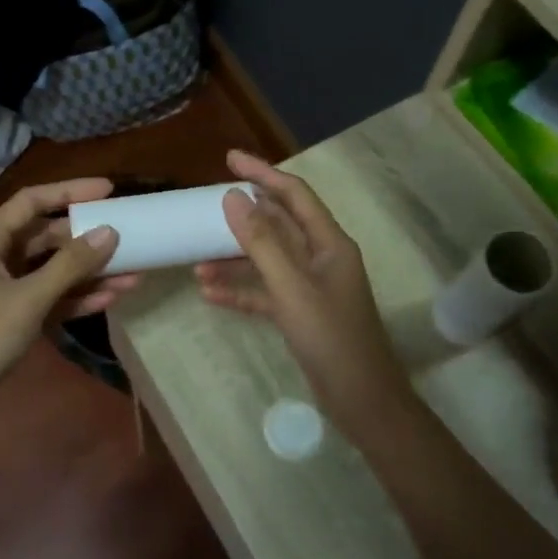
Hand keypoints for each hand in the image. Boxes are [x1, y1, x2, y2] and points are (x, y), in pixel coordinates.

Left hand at [0, 178, 136, 429]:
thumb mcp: (27, 300)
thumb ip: (69, 266)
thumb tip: (109, 232)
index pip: (31, 202)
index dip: (69, 192)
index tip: (108, 190)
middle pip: (46, 238)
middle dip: (87, 240)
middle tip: (128, 237)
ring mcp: (3, 291)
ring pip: (52, 272)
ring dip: (89, 274)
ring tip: (133, 274)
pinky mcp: (11, 319)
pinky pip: (49, 300)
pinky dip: (76, 299)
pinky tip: (110, 299)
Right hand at [194, 150, 410, 428]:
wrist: (361, 399)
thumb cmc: (330, 337)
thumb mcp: (291, 287)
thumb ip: (261, 242)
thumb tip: (232, 197)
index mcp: (329, 243)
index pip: (294, 195)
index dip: (263, 174)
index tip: (229, 159)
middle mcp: (321, 258)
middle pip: (279, 225)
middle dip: (243, 217)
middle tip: (205, 207)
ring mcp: (311, 287)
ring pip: (268, 261)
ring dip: (234, 259)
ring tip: (196, 261)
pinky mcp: (300, 313)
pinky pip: (265, 292)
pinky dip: (240, 290)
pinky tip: (209, 293)